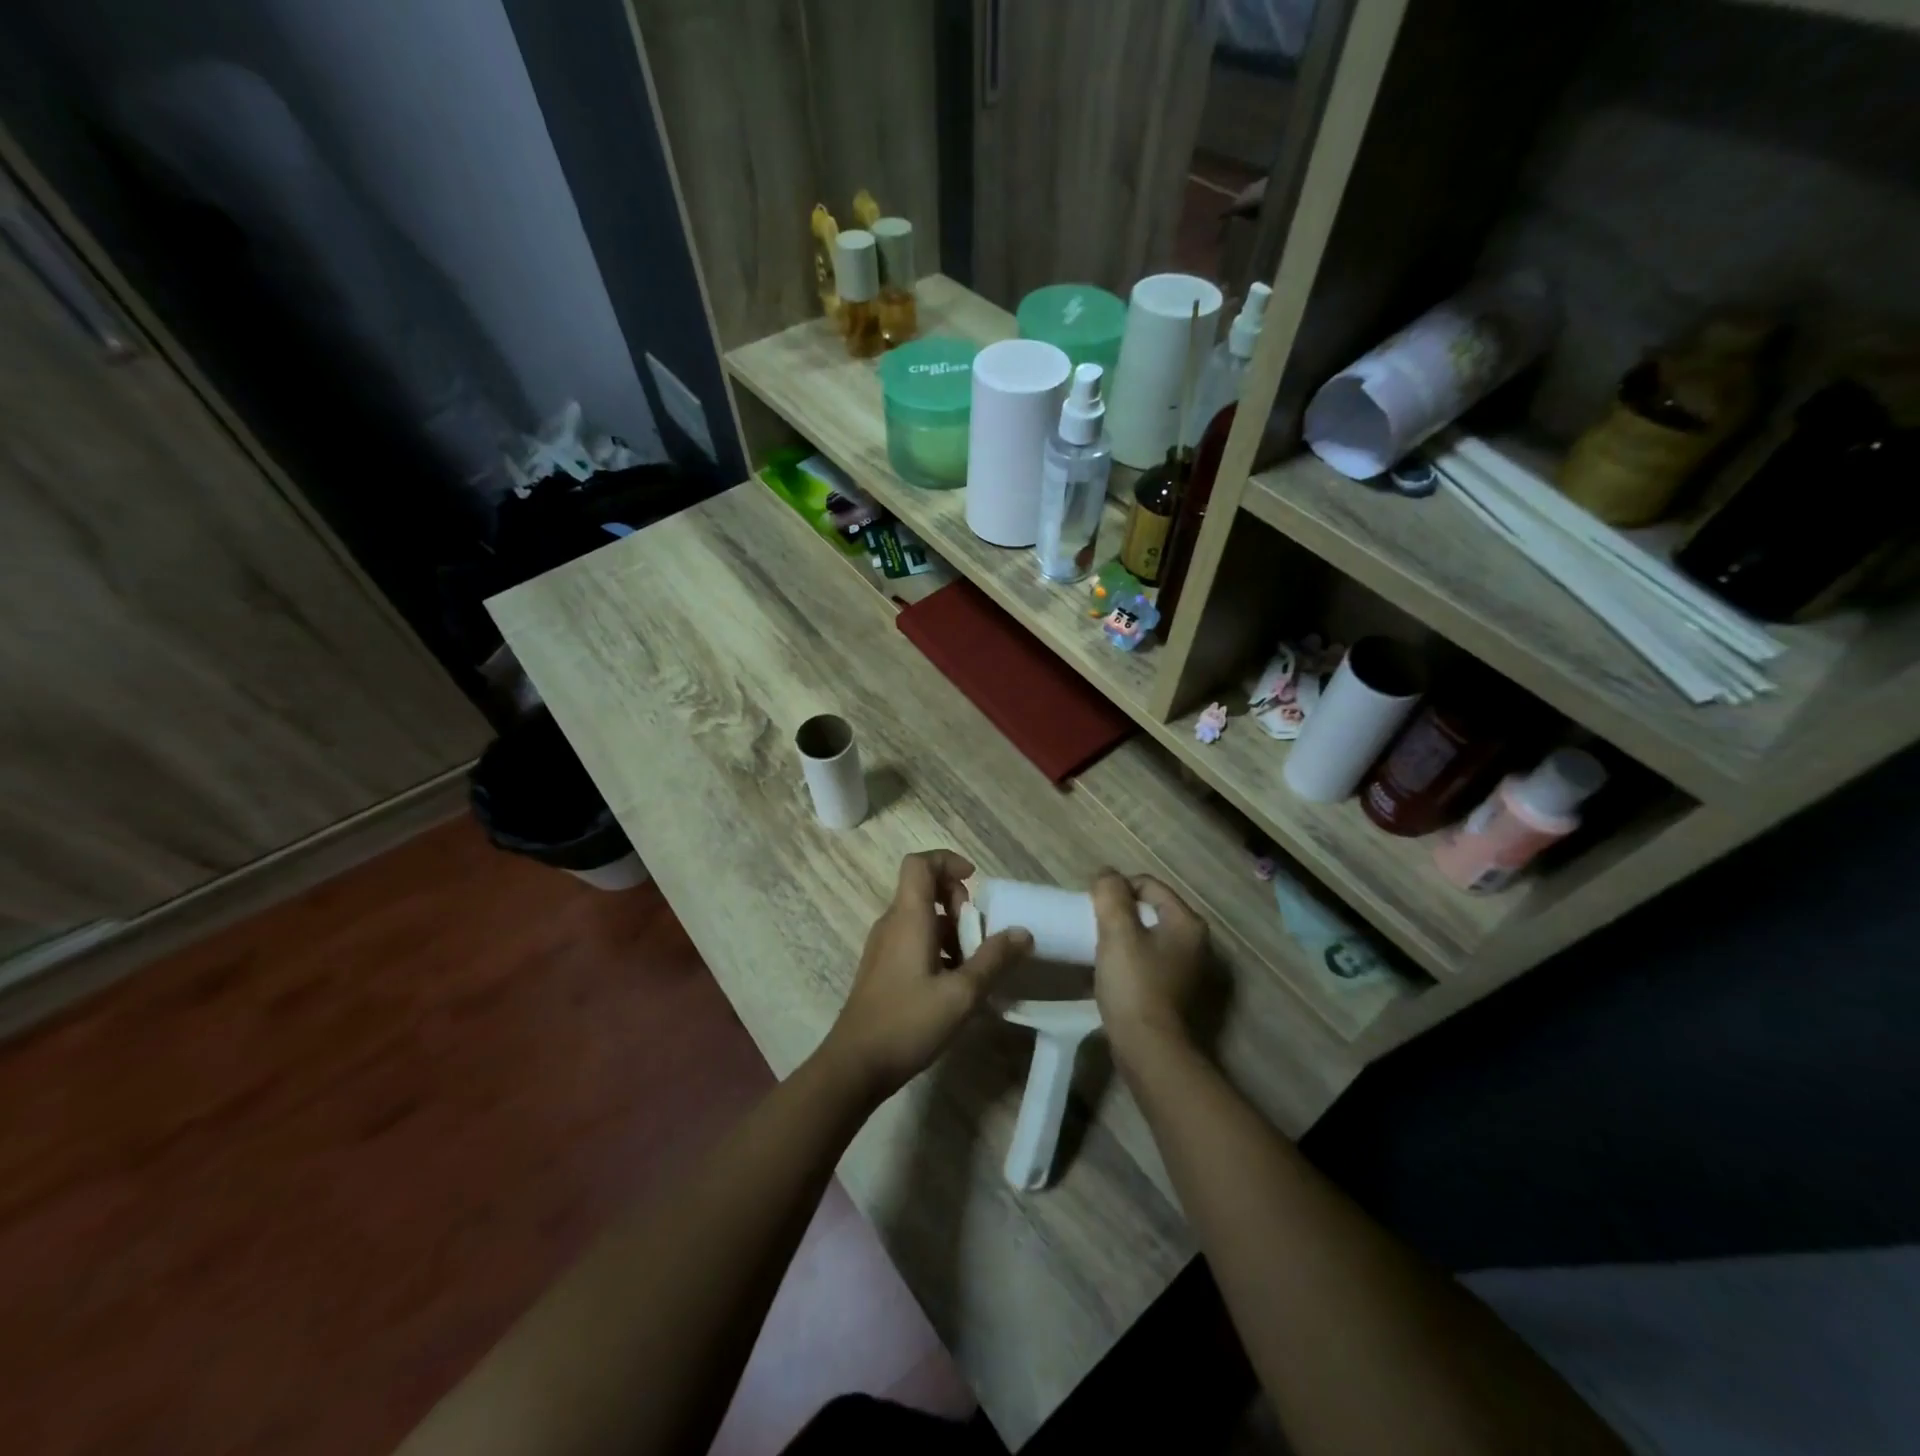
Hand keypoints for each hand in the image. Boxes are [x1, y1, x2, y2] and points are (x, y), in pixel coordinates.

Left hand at [817, 850, 1032, 1102]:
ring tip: (973, 966)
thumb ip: (994, 960)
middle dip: (958, 902)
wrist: (855, 1065)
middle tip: (979, 935)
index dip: (947, 861)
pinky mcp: (881, 968)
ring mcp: (883, 946)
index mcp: (908, 917)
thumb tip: (1023, 932)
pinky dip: (937, 948)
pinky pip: (912, 940)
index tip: (975, 882)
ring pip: (921, 918)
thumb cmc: (908, 1022)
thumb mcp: (962, 994)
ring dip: (951, 930)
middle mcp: (892, 923)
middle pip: (923, 888)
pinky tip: (954, 985)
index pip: (919, 863)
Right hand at [1090, 870, 1208, 1058]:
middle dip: (1119, 913)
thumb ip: (1110, 895)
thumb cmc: (1134, 984)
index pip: (1148, 885)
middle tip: (1093, 925)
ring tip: (1097, 946)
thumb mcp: (1118, 932)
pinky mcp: (1172, 990)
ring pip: (1146, 936)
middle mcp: (1194, 942)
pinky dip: (1127, 958)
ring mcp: (1185, 968)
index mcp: (1187, 922)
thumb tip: (1106, 874)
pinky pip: (1146, 960)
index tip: (1093, 907)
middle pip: (1148, 910)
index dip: (1118, 889)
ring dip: (1121, 936)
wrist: (1148, 1049)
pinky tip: (1108, 970)